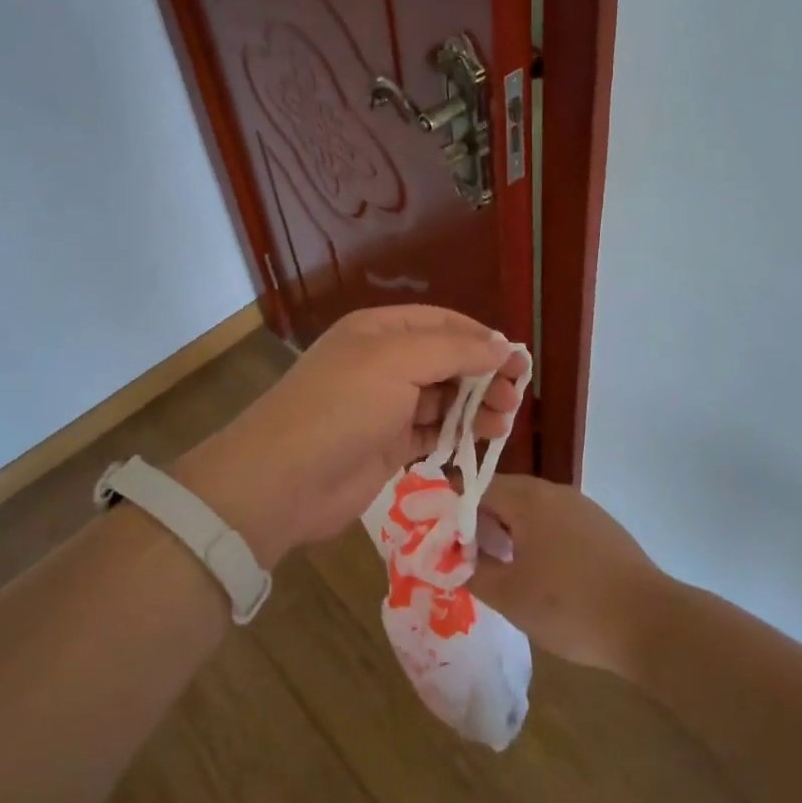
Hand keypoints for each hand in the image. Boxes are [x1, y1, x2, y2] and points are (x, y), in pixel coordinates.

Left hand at [177, 306, 528, 566]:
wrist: (286, 479)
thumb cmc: (343, 405)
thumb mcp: (397, 361)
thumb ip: (452, 350)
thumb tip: (499, 345)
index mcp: (378, 331)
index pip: (440, 323)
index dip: (479, 338)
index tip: (516, 359)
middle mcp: (381, 363)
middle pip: (444, 361)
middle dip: (481, 375)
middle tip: (514, 397)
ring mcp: (383, 406)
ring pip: (441, 399)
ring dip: (474, 407)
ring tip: (504, 422)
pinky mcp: (385, 446)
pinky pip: (430, 433)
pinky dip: (455, 435)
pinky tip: (480, 441)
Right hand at [468, 473, 667, 676]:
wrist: (651, 622)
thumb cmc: (570, 606)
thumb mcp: (510, 596)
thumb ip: (472, 572)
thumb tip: (449, 558)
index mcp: (527, 498)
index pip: (476, 488)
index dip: (453, 510)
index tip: (439, 538)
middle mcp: (554, 491)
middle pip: (505, 495)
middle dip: (481, 522)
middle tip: (464, 555)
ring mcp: (582, 507)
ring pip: (532, 510)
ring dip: (510, 531)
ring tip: (498, 566)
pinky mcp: (602, 528)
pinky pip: (557, 523)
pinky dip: (538, 539)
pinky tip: (540, 573)